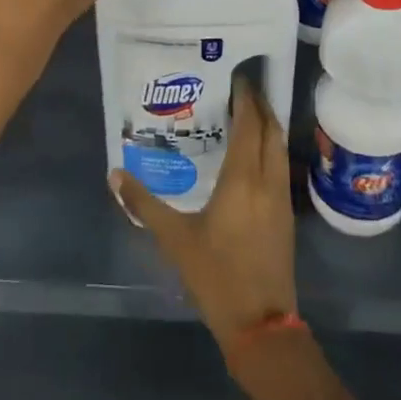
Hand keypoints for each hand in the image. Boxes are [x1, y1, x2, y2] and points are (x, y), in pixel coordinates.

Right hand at [111, 75, 297, 350]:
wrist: (260, 323)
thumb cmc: (215, 275)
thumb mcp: (174, 238)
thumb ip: (143, 204)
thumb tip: (115, 174)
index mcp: (242, 179)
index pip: (250, 124)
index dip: (246, 98)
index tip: (236, 76)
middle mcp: (267, 180)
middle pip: (270, 130)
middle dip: (260, 105)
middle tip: (240, 87)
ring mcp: (281, 198)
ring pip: (279, 148)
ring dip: (268, 126)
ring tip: (247, 113)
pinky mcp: (285, 215)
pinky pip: (281, 166)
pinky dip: (270, 148)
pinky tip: (253, 155)